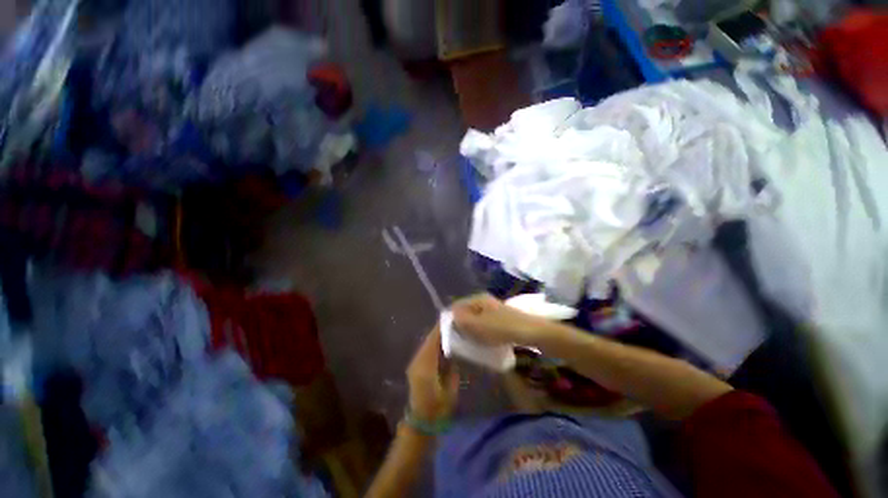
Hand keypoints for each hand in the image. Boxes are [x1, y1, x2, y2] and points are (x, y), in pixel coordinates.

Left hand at [406, 326, 458, 421]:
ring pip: (427, 343)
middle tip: (455, 321)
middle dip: (440, 329)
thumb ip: (452, 370)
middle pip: (429, 339)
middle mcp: (418, 361)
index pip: (433, 340)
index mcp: (426, 366)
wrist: (420, 423)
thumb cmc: (437, 410)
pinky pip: (426, 350)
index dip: (441, 328)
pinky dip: (435, 343)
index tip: (452, 318)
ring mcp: (415, 363)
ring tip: (452, 328)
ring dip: (437, 335)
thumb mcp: (450, 390)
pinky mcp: (415, 366)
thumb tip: (455, 352)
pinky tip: (444, 342)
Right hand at [451, 294, 548, 345]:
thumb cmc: (502, 328)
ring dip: (471, 330)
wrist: (531, 332)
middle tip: (460, 339)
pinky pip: (485, 324)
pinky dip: (481, 331)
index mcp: (477, 299)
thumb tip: (450, 316)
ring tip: (470, 342)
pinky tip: (483, 341)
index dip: (451, 318)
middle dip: (461, 325)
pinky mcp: (500, 318)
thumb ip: (461, 320)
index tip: (449, 333)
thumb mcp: (478, 325)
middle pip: (466, 312)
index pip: (457, 305)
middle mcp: (484, 301)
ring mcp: (493, 309)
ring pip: (475, 319)